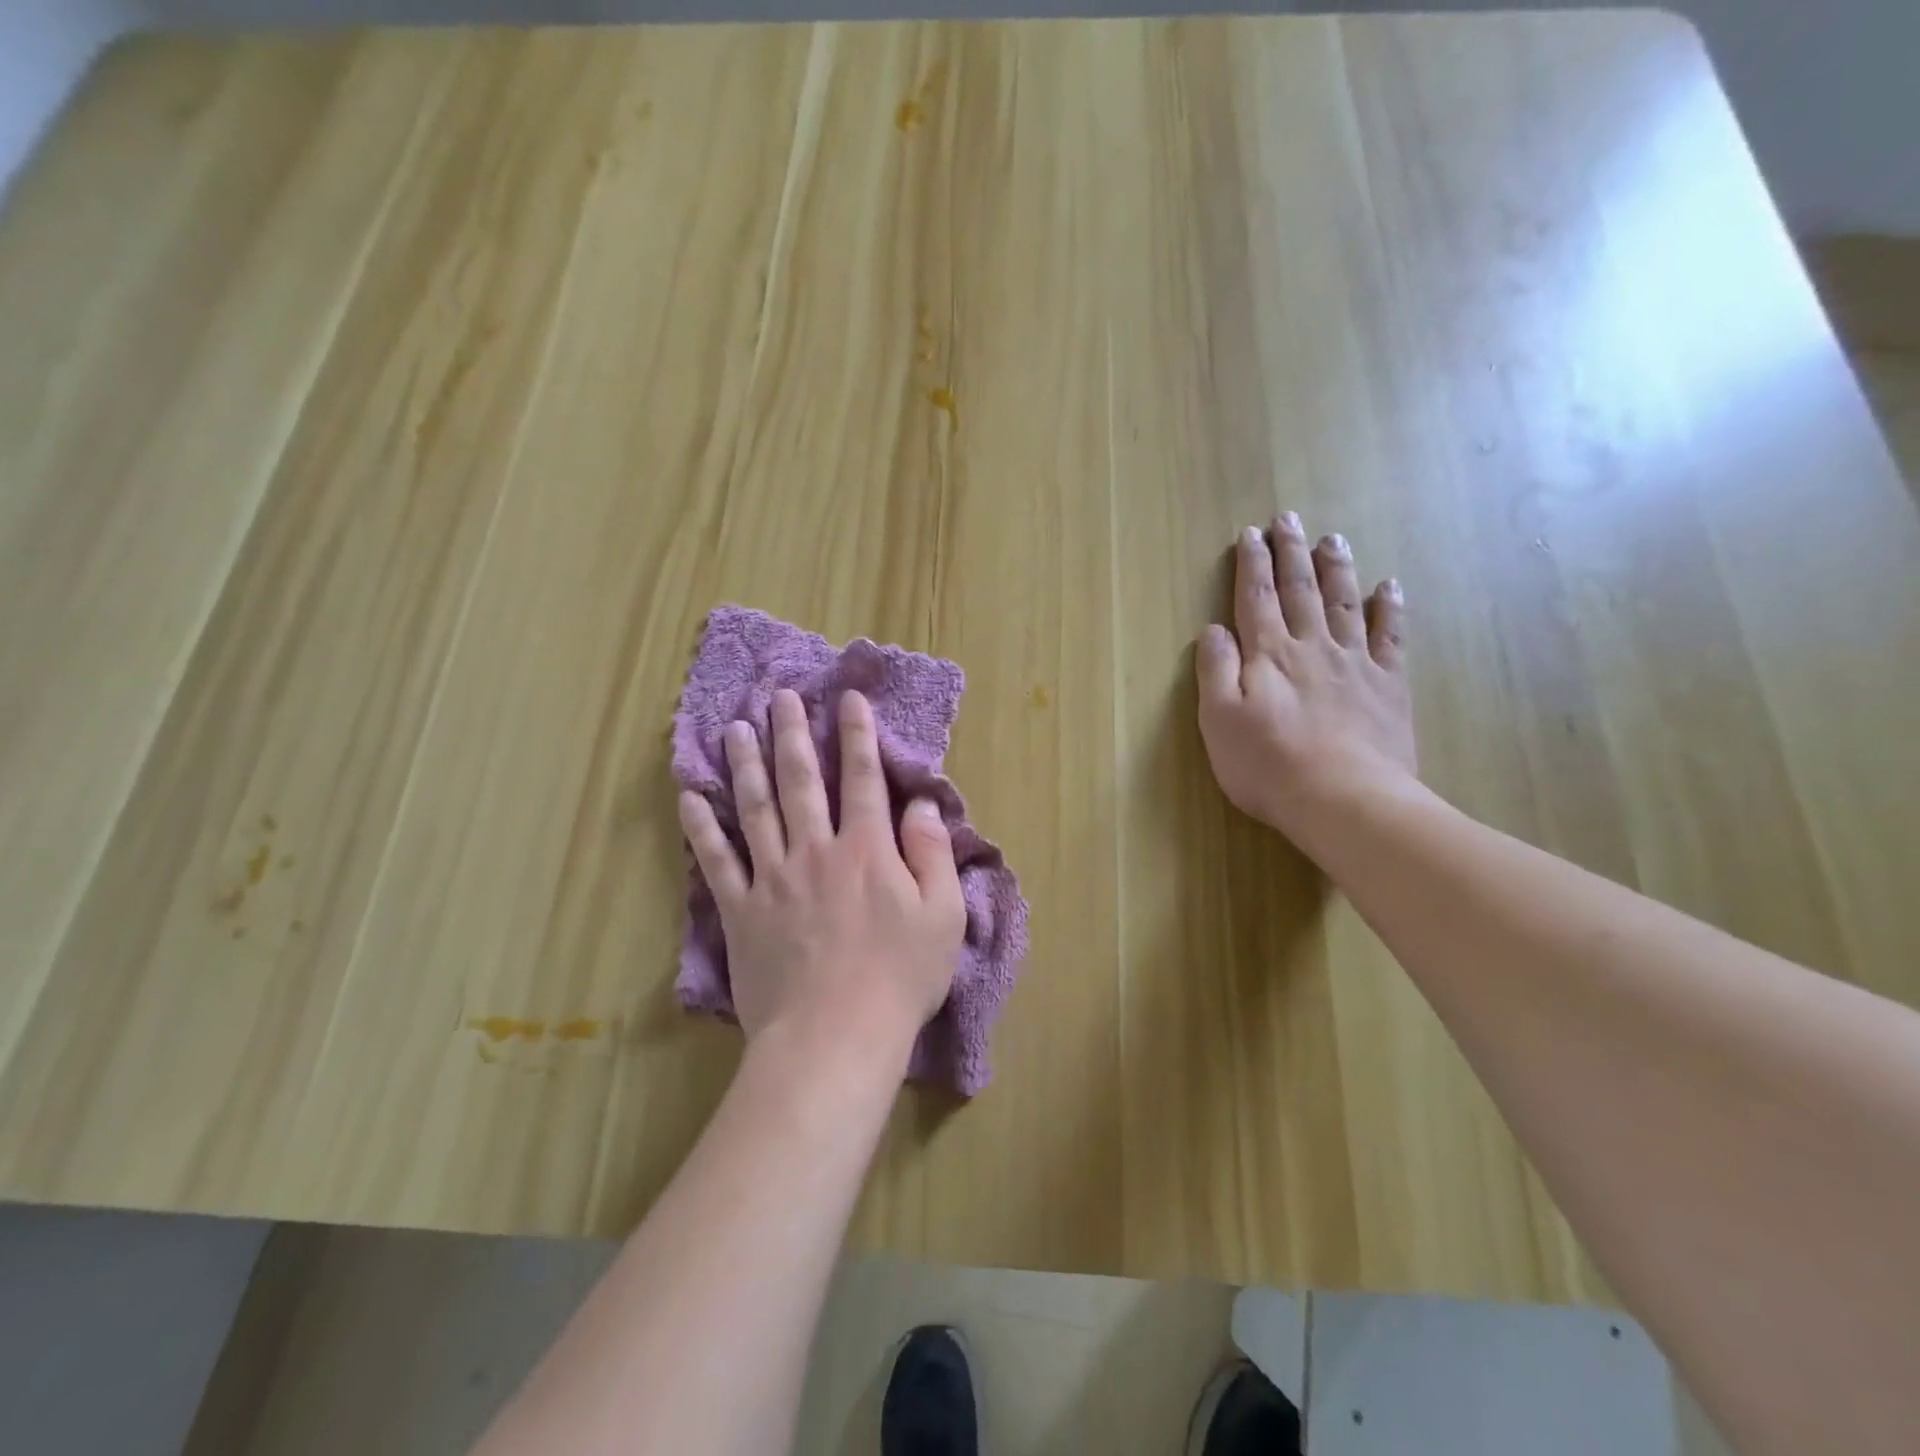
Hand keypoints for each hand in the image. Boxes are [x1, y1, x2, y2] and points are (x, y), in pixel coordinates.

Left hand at [679, 688, 966, 1073]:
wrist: (834, 1038)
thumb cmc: (898, 978)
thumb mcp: (942, 915)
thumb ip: (931, 853)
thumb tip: (920, 805)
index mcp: (866, 849)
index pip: (862, 778)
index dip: (856, 735)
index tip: (846, 699)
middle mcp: (815, 849)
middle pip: (800, 780)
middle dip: (791, 733)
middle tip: (779, 696)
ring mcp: (772, 878)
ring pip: (755, 808)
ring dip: (745, 765)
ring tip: (735, 728)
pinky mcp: (741, 911)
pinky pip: (717, 861)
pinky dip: (701, 828)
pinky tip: (689, 799)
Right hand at [1196, 515, 1418, 851]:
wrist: (1344, 799)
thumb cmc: (1268, 765)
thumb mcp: (1219, 721)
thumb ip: (1215, 670)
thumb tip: (1213, 629)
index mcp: (1268, 655)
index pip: (1255, 599)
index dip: (1251, 565)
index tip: (1250, 535)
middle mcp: (1311, 647)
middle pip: (1300, 590)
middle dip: (1291, 553)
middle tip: (1289, 518)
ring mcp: (1354, 663)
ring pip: (1344, 603)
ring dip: (1336, 568)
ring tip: (1332, 539)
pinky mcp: (1387, 685)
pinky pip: (1390, 636)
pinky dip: (1389, 608)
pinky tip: (1389, 587)